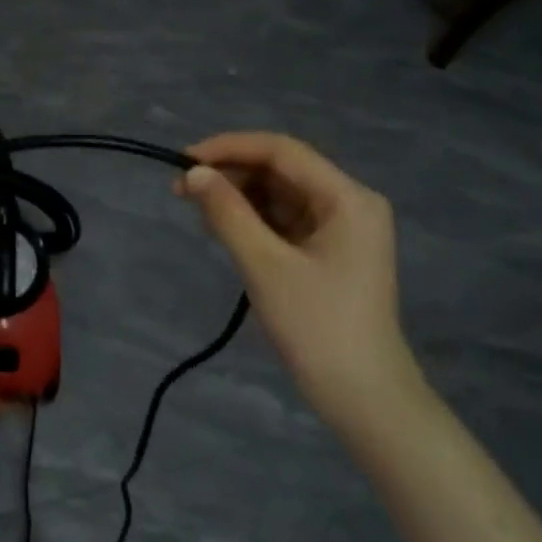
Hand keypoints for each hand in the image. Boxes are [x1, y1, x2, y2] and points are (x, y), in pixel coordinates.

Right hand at [178, 133, 424, 430]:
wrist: (361, 394)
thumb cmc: (316, 325)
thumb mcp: (264, 265)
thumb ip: (227, 213)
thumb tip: (192, 173)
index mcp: (348, 198)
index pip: (282, 151)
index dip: (229, 147)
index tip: (182, 160)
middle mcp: (349, 203)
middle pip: (281, 169)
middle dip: (230, 174)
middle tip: (180, 190)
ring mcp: (340, 228)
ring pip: (279, 194)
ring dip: (237, 196)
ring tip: (197, 211)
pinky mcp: (328, 251)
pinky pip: (283, 219)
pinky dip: (251, 219)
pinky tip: (222, 227)